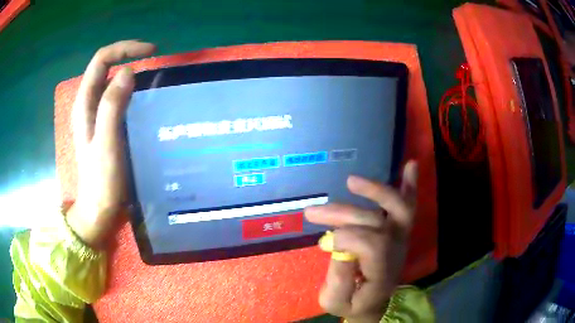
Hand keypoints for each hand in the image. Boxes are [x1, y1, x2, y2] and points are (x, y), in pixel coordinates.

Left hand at [67, 40, 155, 248]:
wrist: (98, 208)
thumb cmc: (101, 179)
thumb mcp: (106, 143)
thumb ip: (112, 107)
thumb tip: (128, 72)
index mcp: (85, 103)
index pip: (102, 60)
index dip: (124, 49)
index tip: (150, 51)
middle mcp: (88, 104)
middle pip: (105, 67)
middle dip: (128, 56)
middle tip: (154, 61)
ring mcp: (95, 115)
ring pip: (110, 81)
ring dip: (129, 72)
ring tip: (152, 77)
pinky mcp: (103, 125)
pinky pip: (115, 97)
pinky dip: (130, 90)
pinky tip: (142, 99)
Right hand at [305, 161, 417, 322]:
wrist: (375, 304)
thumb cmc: (354, 304)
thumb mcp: (336, 302)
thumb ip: (337, 280)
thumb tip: (338, 247)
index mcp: (382, 272)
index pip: (372, 244)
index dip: (346, 238)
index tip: (324, 243)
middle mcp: (396, 250)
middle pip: (377, 222)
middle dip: (343, 214)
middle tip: (313, 212)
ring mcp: (401, 238)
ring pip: (398, 207)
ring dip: (375, 191)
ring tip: (351, 181)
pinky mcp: (399, 231)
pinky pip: (408, 205)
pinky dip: (410, 184)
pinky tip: (410, 164)